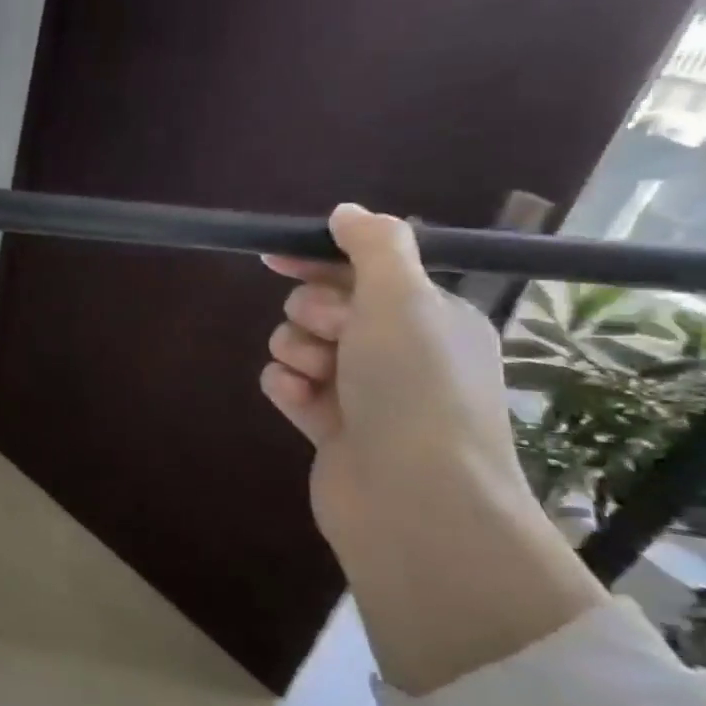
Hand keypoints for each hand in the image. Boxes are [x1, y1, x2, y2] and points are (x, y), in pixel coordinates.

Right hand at [262, 204, 602, 693]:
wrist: (412, 494)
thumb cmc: (415, 385)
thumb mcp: (401, 298)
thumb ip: (373, 246)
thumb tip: (347, 210)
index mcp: (429, 318)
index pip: (366, 271)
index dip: (321, 258)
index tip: (276, 255)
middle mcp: (399, 352)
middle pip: (324, 307)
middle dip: (314, 314)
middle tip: (335, 335)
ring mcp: (363, 392)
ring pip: (300, 346)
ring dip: (297, 352)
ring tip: (317, 376)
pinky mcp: (331, 427)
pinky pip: (289, 386)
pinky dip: (289, 389)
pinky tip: (301, 403)